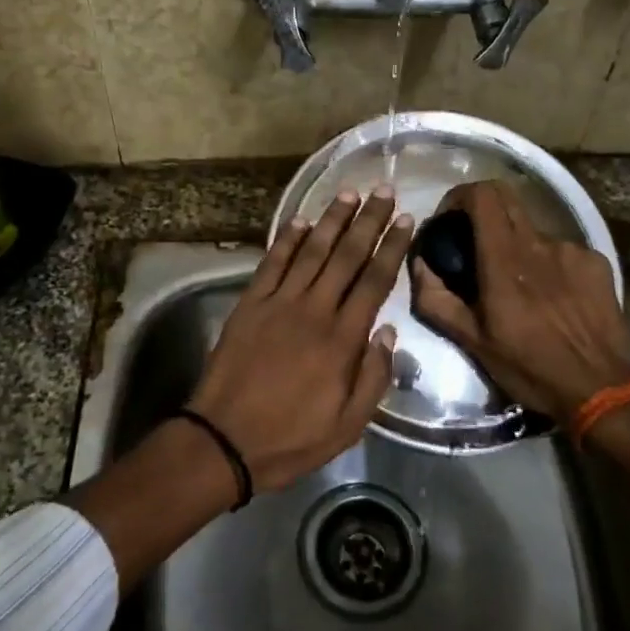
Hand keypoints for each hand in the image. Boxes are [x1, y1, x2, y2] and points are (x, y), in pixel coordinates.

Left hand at [188, 187, 412, 492]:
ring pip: (312, 251)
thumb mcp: (348, 425)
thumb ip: (374, 377)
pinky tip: (301, 220)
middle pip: (347, 256)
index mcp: (342, 340)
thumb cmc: (291, 438)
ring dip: (332, 220)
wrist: (224, 440)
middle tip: (384, 190)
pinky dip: (287, 239)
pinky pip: (272, 263)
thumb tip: (388, 331)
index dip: (392, 247)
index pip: (374, 281)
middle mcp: (314, 310)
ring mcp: (279, 303)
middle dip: (368, 221)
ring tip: (349, 192)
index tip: (406, 220)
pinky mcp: (250, 304)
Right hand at [411, 181, 629, 420]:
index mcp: (504, 259)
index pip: (482, 196)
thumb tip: (419, 265)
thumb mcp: (472, 342)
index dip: (460, 196)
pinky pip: (562, 250)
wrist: (603, 388)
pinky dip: (548, 263)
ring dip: (517, 245)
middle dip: (483, 209)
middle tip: (473, 240)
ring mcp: (571, 250)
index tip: (448, 218)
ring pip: (533, 229)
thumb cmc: (530, 367)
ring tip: (519, 284)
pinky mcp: (596, 262)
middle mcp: (538, 243)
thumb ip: (437, 300)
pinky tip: (552, 296)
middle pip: (507, 197)